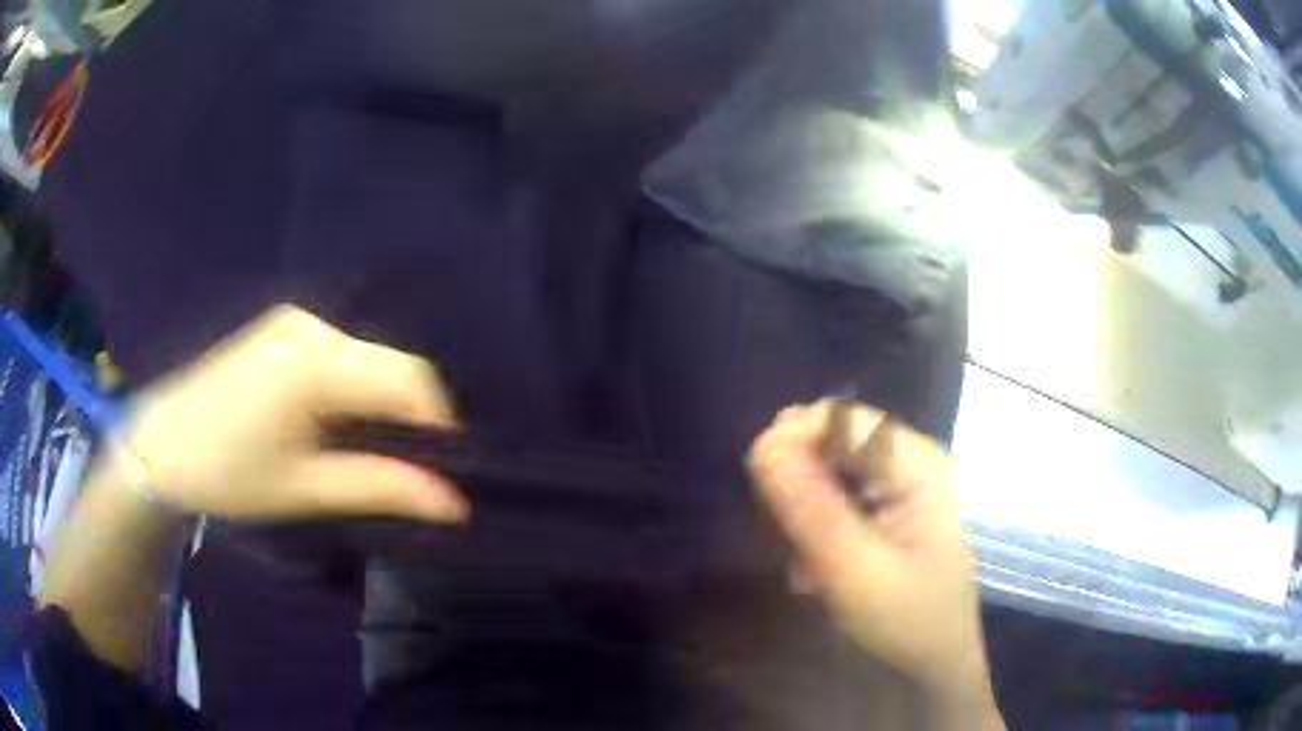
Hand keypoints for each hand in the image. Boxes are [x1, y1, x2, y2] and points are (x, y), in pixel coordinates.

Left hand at [119, 305, 467, 523]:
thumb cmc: (228, 476)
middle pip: (391, 364)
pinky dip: (356, 389)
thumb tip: (456, 504)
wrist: (161, 446)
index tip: (445, 471)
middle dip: (411, 417)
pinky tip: (336, 423)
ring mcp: (296, 321)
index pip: (408, 379)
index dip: (439, 424)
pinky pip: (343, 354)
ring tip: (369, 451)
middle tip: (408, 469)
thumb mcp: (305, 489)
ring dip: (382, 404)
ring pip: (369, 358)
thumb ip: (382, 488)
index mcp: (314, 364)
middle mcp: (311, 327)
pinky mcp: (284, 328)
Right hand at [748, 401, 998, 723]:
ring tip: (801, 563)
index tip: (757, 481)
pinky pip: (840, 497)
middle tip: (780, 533)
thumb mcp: (855, 572)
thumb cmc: (909, 620)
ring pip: (831, 471)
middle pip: (834, 441)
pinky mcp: (893, 508)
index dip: (793, 437)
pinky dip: (818, 527)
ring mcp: (904, 485)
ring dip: (804, 511)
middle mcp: (913, 462)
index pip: (843, 419)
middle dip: (797, 482)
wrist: (939, 662)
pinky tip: (815, 568)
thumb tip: (762, 447)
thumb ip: (811, 509)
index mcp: (919, 465)